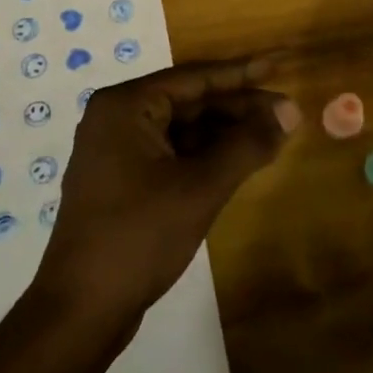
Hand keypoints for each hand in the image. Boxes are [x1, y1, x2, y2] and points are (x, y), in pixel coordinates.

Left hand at [35, 59, 299, 320]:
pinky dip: (206, 156)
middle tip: (287, 113)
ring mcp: (116, 151)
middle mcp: (116, 118)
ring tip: (272, 137)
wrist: (81, 309)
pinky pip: (172, 153)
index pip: (195, 78)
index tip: (280, 63)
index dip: (243, 72)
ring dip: (225, 133)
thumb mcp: (200, 187)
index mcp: (126, 106)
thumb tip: (290, 112)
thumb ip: (247, 145)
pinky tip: (239, 162)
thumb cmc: (139, 236)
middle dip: (238, 108)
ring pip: (183, 129)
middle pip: (189, 101)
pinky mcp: (122, 180)